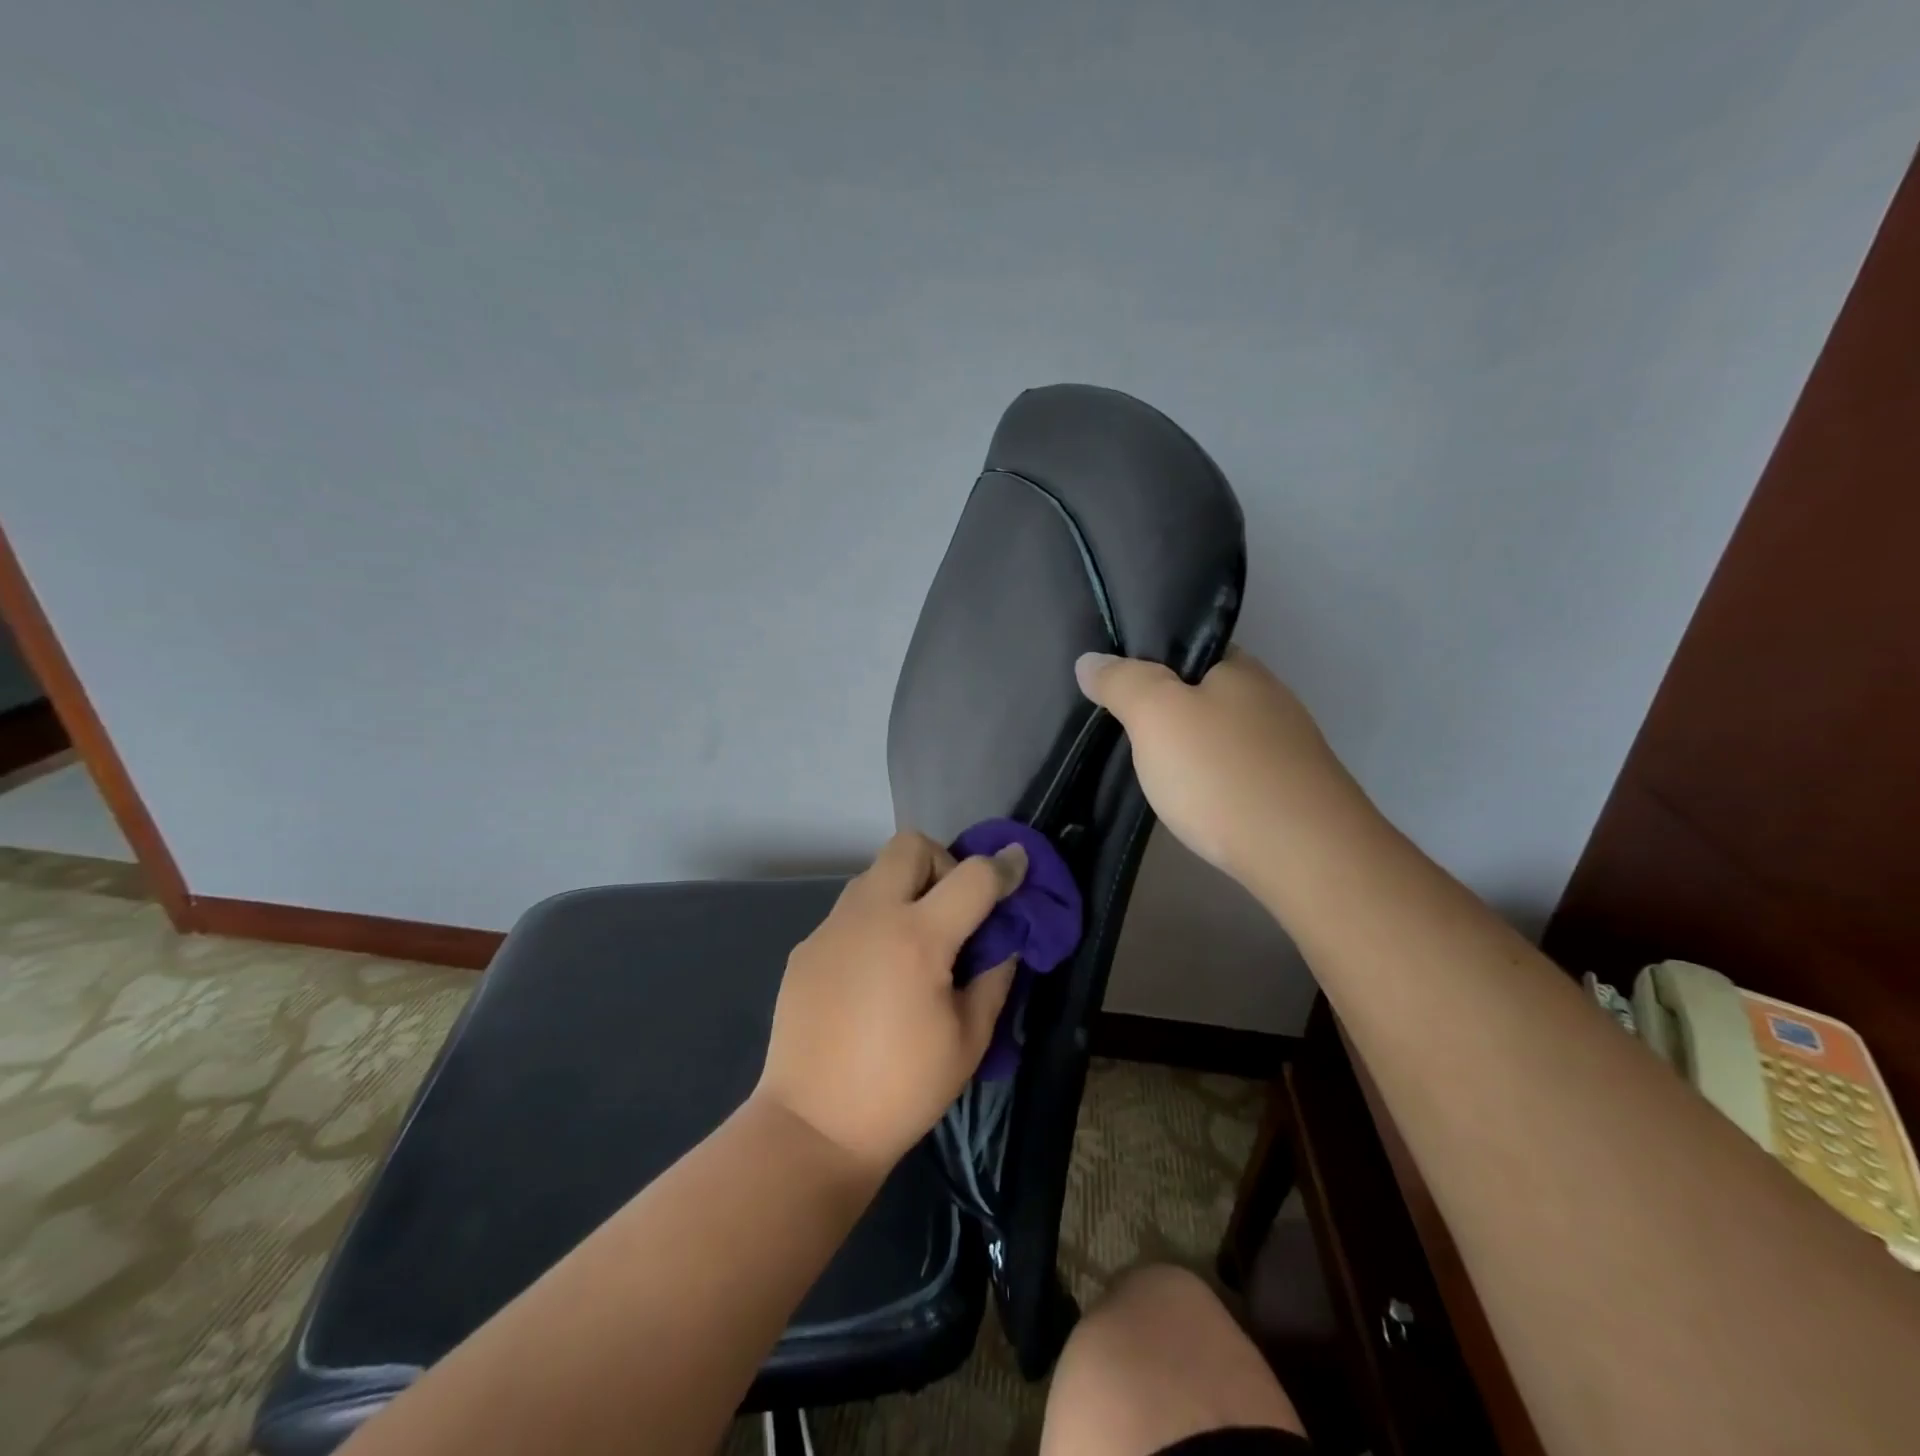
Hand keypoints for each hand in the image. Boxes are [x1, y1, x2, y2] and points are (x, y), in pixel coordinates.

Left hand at [755, 832, 1025, 1176]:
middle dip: (942, 862)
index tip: (1018, 865)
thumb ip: (994, 977)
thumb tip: (1005, 940)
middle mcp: (870, 916)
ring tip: (913, 943)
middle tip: (952, 910)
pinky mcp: (805, 948)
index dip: (1004, 866)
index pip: (973, 876)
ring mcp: (831, 928)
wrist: (814, 1126)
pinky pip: (849, 913)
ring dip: (904, 889)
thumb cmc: (903, 1089)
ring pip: (874, 874)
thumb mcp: (969, 1039)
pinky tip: (873, 975)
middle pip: (910, 845)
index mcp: (918, 937)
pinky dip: (873, 923)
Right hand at [1074, 648, 1359, 889]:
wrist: (1305, 855)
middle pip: (1205, 693)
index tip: (1116, 688)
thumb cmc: (1221, 773)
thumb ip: (1121, 682)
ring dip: (1190, 749)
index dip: (1150, 663)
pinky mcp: (1291, 792)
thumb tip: (1089, 660)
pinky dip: (1212, 781)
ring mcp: (1286, 747)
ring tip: (1152, 772)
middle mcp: (1269, 698)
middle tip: (1124, 734)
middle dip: (1168, 710)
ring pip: (1222, 736)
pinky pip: (1237, 772)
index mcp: (1240, 668)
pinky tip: (1195, 802)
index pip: (1188, 649)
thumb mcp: (1155, 715)